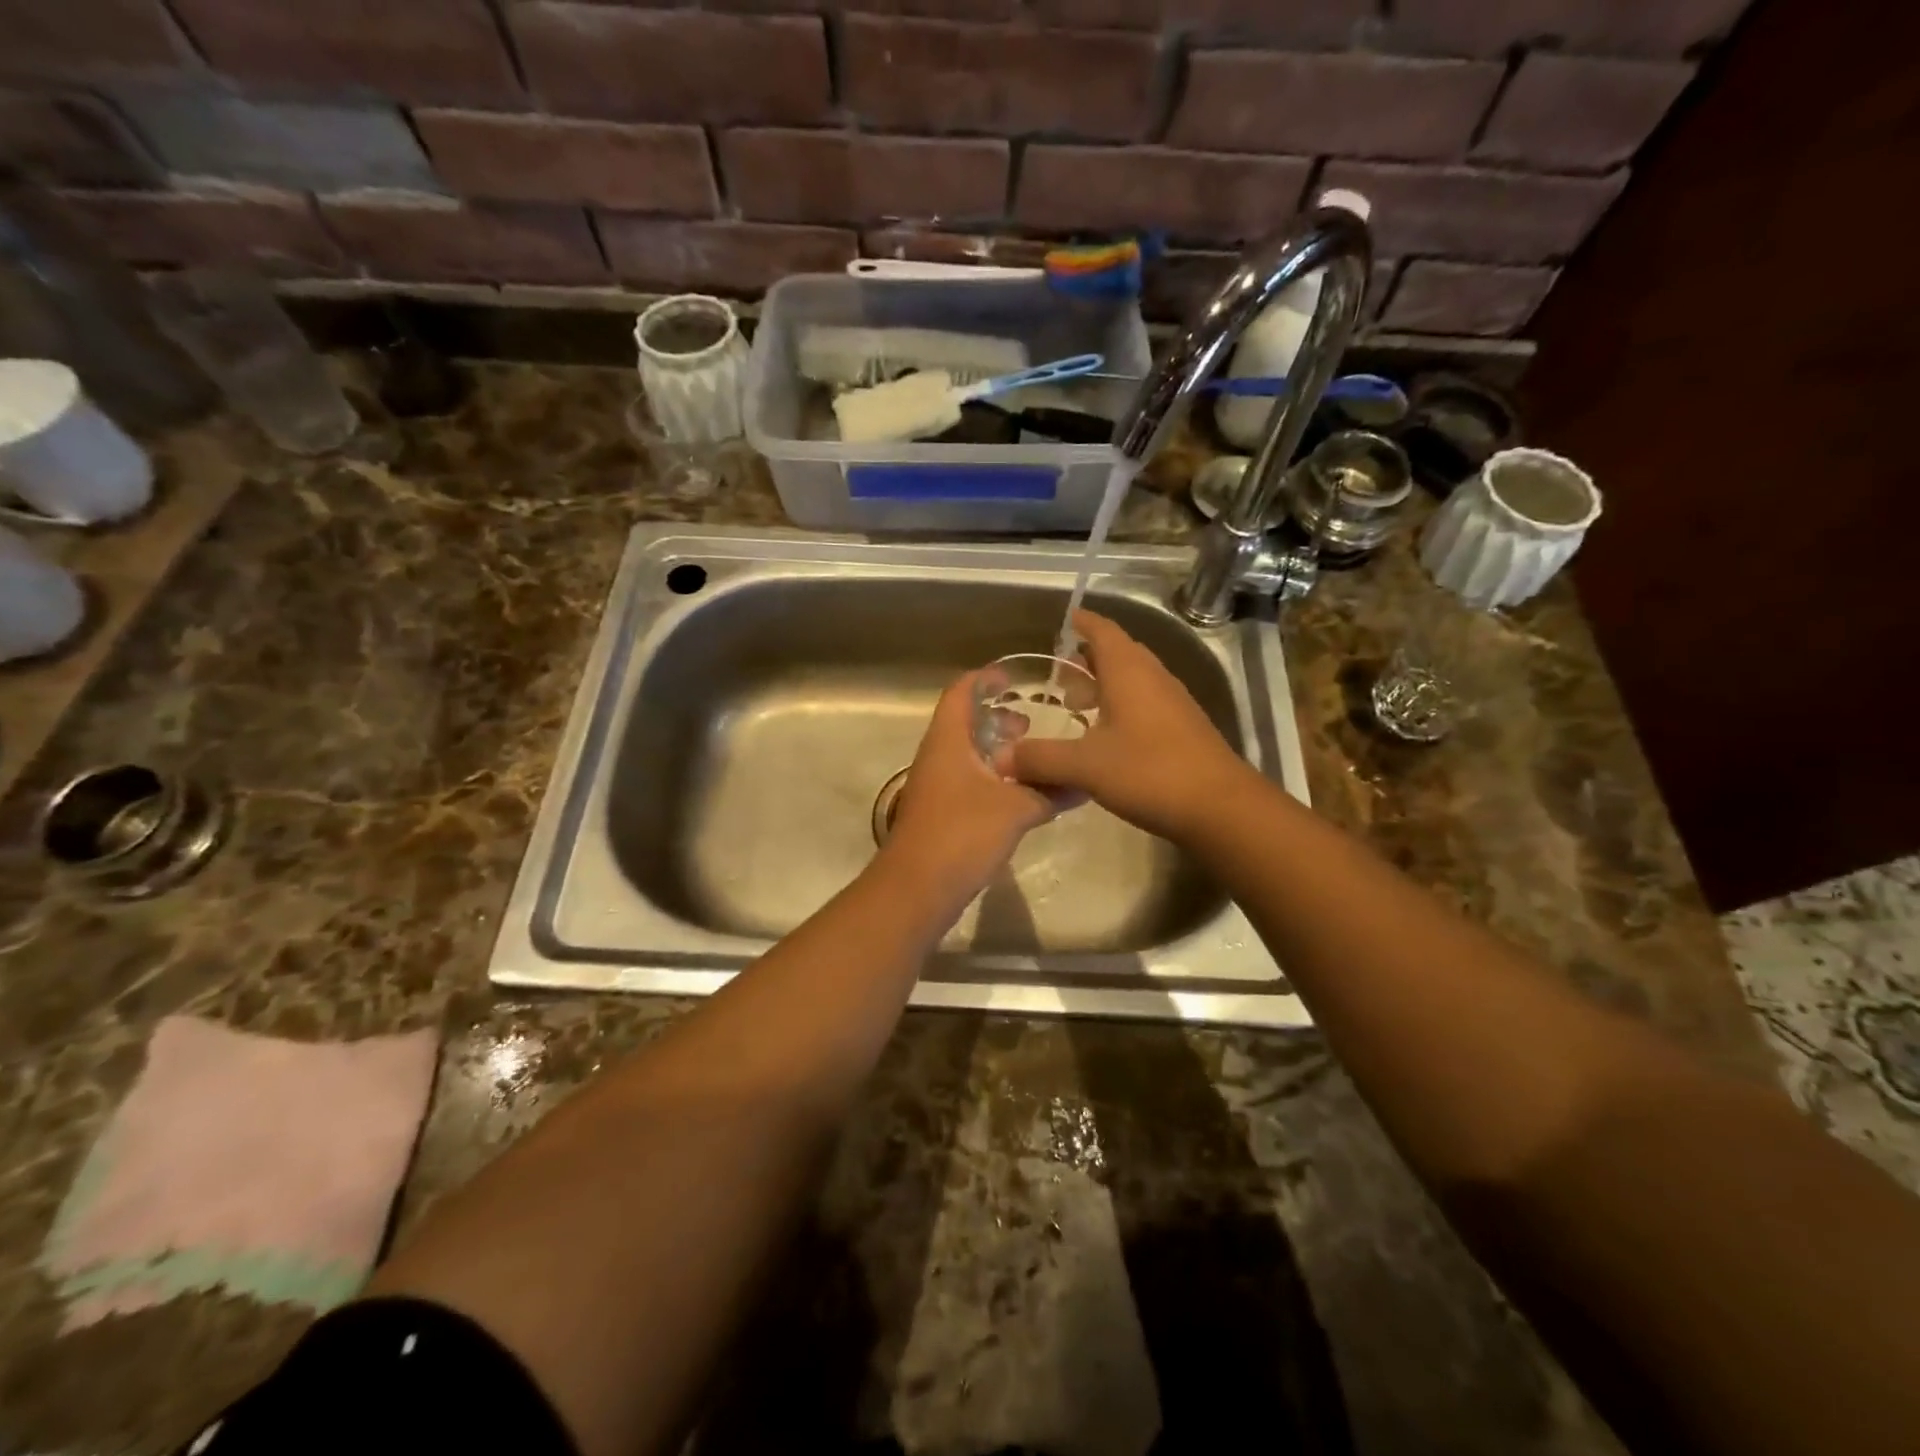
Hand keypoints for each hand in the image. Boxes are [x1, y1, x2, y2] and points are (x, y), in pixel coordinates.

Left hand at [883, 670, 1063, 896]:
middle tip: (1031, 723)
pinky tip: (1021, 795)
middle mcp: (937, 758)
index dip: (983, 679)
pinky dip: (994, 779)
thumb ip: (1050, 793)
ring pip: (968, 756)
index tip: (1012, 677)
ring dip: (997, 752)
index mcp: (947, 742)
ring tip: (1032, 759)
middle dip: (996, 719)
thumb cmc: (962, 834)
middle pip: (964, 725)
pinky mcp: (941, 814)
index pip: (960, 694)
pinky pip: (969, 783)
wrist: (917, 888)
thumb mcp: (1015, 809)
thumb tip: (1085, 783)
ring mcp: (936, 788)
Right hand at [1009, 610, 1248, 842]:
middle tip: (1060, 670)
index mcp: (1129, 673)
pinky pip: (1145, 704)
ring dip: (1105, 685)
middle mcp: (1153, 678)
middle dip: (1088, 657)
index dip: (1083, 623)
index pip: (1104, 632)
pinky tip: (1106, 736)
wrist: (1219, 807)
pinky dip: (1121, 707)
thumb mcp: (1085, 766)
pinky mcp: (1184, 729)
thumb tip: (1001, 758)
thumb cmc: (1149, 772)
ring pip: (1134, 680)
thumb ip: (1041, 758)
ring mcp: (1173, 703)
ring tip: (1076, 704)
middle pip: (1119, 654)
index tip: (1065, 618)